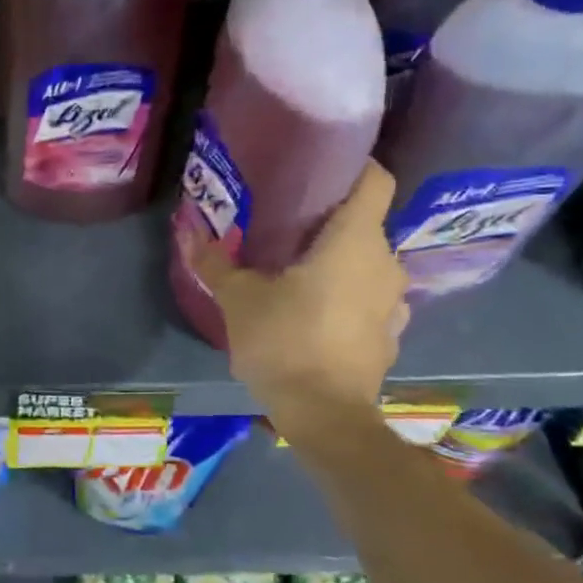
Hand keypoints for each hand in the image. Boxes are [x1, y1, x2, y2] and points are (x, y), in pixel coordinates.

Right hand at [188, 161, 408, 434]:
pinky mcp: (391, 333)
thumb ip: (215, 262)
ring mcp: (394, 301)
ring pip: (368, 262)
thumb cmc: (283, 342)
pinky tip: (316, 309)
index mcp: (354, 241)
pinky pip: (370, 296)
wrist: (325, 416)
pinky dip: (348, 293)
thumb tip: (187, 230)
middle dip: (330, 219)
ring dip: (339, 260)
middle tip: (286, 223)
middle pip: (365, 223)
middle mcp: (385, 263)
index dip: (354, 166)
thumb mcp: (238, 299)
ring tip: (298, 267)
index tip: (320, 167)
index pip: (375, 181)